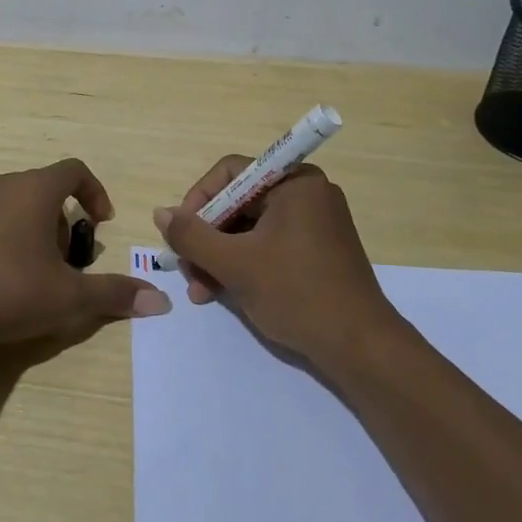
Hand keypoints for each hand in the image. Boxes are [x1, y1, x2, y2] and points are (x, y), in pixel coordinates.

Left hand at [0, 158, 169, 351]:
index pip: (74, 170)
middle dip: (64, 223)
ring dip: (34, 231)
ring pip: (15, 205)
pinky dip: (5, 238)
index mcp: (34, 189)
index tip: (102, 223)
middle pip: (44, 190)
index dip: (95, 193)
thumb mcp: (68, 297)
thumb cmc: (7, 289)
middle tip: (68, 263)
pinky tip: (0, 279)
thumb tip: (160, 302)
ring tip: (36, 274)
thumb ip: (114, 294)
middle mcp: (1, 185)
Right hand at [154, 158, 401, 366]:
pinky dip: (243, 264)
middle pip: (238, 202)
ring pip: (250, 228)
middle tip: (186, 270)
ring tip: (200, 291)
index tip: (180, 234)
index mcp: (294, 183)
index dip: (198, 200)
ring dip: (220, 256)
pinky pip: (269, 245)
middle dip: (207, 238)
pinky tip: (222, 292)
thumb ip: (192, 235)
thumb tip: (161, 213)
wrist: (360, 347)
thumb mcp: (234, 263)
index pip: (230, 173)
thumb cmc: (296, 293)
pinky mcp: (317, 251)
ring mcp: (315, 223)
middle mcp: (307, 194)